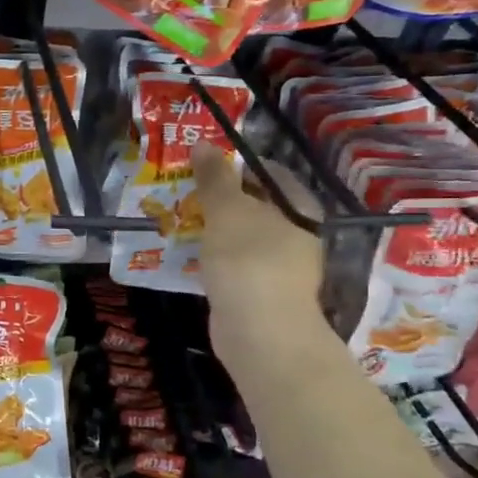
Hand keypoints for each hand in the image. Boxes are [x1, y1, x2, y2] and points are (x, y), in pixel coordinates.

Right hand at [192, 148, 332, 376]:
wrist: (260, 332)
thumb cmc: (249, 260)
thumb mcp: (227, 210)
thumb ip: (214, 177)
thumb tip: (204, 144)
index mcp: (299, 207)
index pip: (268, 172)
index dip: (235, 165)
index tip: (200, 166)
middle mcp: (296, 233)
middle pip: (254, 204)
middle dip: (218, 198)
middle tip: (182, 191)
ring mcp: (279, 265)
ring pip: (241, 235)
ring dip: (212, 228)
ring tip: (178, 219)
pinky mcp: (259, 292)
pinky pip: (233, 264)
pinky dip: (212, 257)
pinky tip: (187, 255)